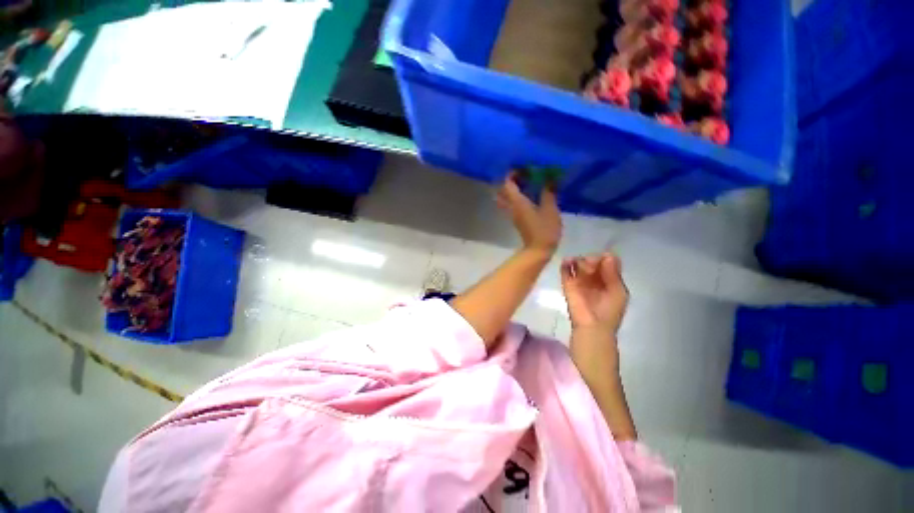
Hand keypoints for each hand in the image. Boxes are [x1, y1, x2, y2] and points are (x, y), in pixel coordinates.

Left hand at [496, 174, 561, 253]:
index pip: (507, 184)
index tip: (522, 167)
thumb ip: (548, 192)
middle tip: (524, 174)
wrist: (538, 250)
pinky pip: (513, 204)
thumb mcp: (550, 209)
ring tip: (528, 183)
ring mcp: (513, 214)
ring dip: (513, 189)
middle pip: (504, 190)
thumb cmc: (544, 230)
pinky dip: (517, 197)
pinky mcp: (517, 220)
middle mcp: (511, 207)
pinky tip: (531, 195)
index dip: (511, 174)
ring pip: (507, 198)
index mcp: (517, 202)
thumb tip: (550, 178)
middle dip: (510, 181)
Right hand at [561, 253, 628, 333]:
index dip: (604, 258)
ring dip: (579, 260)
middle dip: (592, 259)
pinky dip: (566, 263)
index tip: (602, 260)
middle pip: (592, 260)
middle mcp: (594, 277)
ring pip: (578, 262)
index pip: (607, 261)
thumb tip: (608, 254)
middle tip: (590, 266)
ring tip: (580, 267)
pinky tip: (568, 261)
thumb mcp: (618, 291)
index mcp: (609, 279)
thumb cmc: (609, 311)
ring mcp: (579, 280)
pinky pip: (565, 269)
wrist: (592, 326)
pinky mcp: (567, 283)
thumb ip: (613, 273)